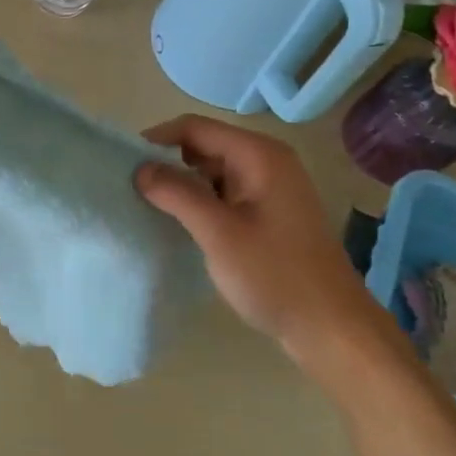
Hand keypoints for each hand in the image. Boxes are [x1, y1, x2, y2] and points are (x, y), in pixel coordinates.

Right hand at [136, 115, 400, 379]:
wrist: (330, 327)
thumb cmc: (274, 275)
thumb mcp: (218, 232)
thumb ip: (177, 194)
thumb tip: (140, 168)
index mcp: (259, 155)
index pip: (195, 127)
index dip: (157, 139)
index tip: (124, 163)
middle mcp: (267, 162)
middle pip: (205, 146)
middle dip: (168, 162)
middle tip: (133, 188)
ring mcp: (271, 188)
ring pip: (214, 172)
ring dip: (183, 185)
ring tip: (150, 207)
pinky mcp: (270, 213)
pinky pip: (226, 194)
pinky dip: (201, 202)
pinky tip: (181, 224)